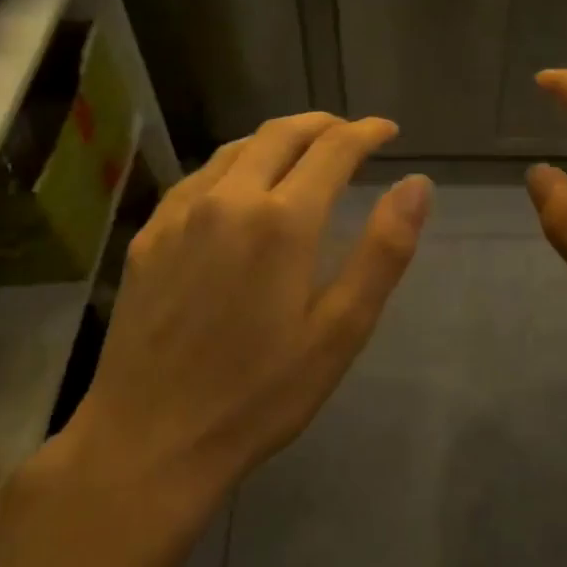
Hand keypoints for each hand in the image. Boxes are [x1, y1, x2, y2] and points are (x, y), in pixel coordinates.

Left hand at [63, 113, 431, 510]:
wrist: (148, 441)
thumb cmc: (259, 394)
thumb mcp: (340, 331)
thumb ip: (384, 251)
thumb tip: (418, 184)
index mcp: (283, 220)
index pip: (334, 149)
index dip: (366, 132)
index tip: (388, 130)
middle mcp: (230, 198)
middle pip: (282, 134)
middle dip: (323, 125)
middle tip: (350, 133)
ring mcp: (182, 213)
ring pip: (237, 147)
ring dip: (278, 138)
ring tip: (302, 151)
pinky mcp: (150, 234)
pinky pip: (200, 176)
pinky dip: (234, 163)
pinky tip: (239, 186)